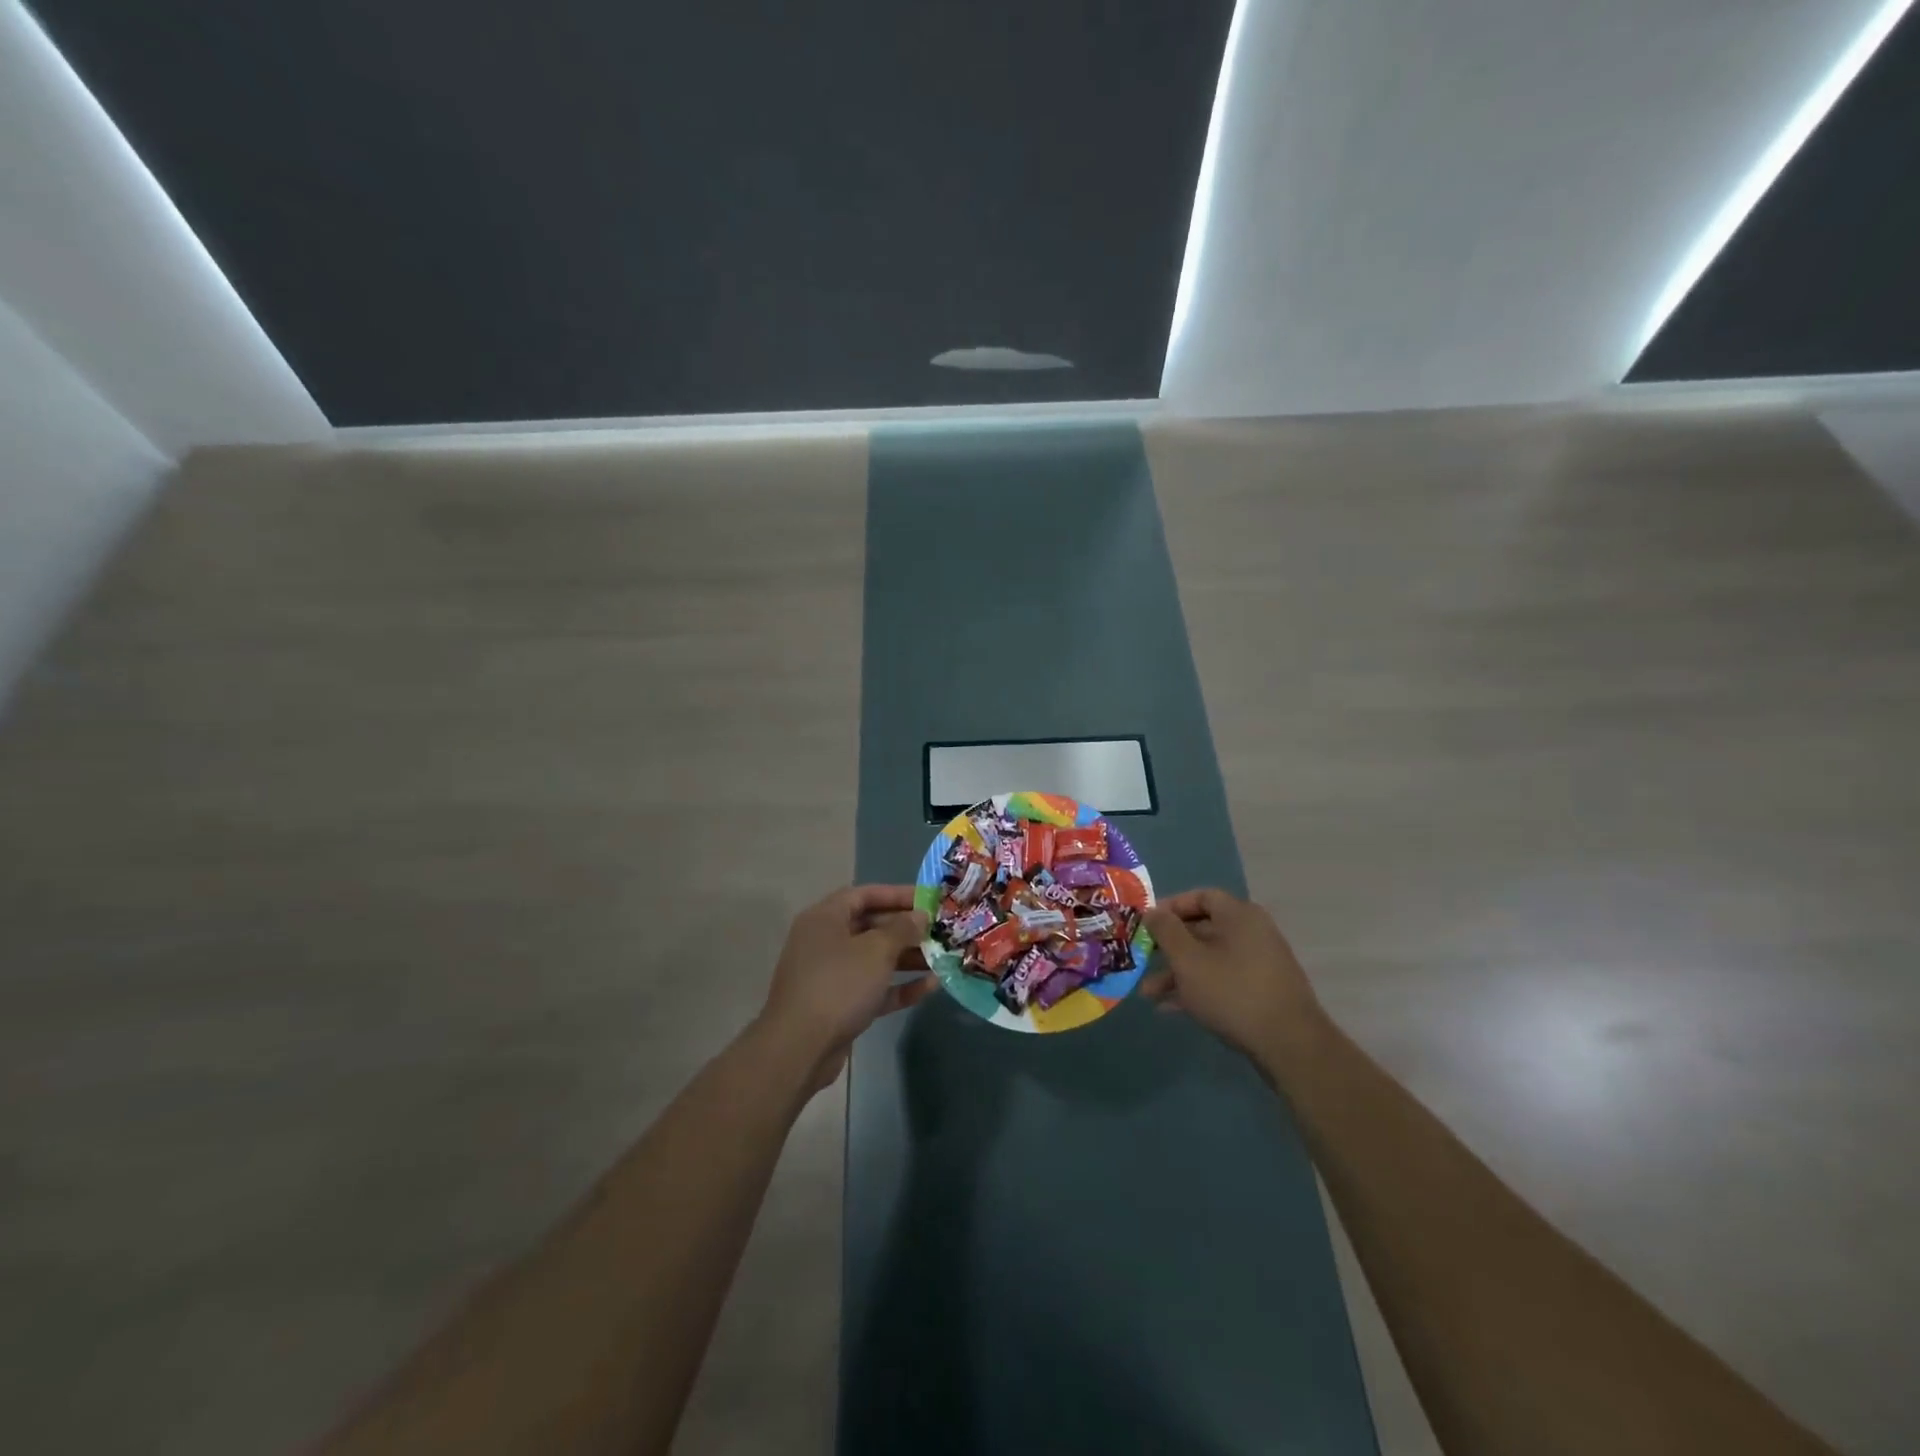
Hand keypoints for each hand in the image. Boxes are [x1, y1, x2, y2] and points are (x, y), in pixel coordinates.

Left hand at [759, 885, 935, 1090]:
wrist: (800, 1048)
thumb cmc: (839, 985)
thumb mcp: (876, 950)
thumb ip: (902, 929)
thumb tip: (920, 916)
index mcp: (825, 918)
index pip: (864, 895)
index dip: (897, 894)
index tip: (928, 899)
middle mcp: (825, 941)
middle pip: (871, 926)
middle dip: (906, 929)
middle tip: (940, 931)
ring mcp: (830, 975)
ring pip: (874, 959)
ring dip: (907, 958)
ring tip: (941, 958)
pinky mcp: (838, 1006)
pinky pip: (873, 988)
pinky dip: (898, 986)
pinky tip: (930, 987)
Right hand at [1141, 889, 1324, 1060]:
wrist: (1290, 1045)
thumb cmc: (1232, 991)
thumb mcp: (1187, 959)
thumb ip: (1165, 931)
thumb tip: (1152, 911)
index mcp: (1239, 915)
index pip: (1201, 897)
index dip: (1171, 907)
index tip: (1147, 924)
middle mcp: (1253, 933)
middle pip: (1202, 930)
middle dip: (1169, 948)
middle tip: (1143, 961)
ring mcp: (1260, 964)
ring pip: (1210, 959)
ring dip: (1178, 973)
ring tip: (1149, 994)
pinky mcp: (1262, 992)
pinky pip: (1223, 980)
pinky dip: (1198, 988)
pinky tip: (1171, 1008)